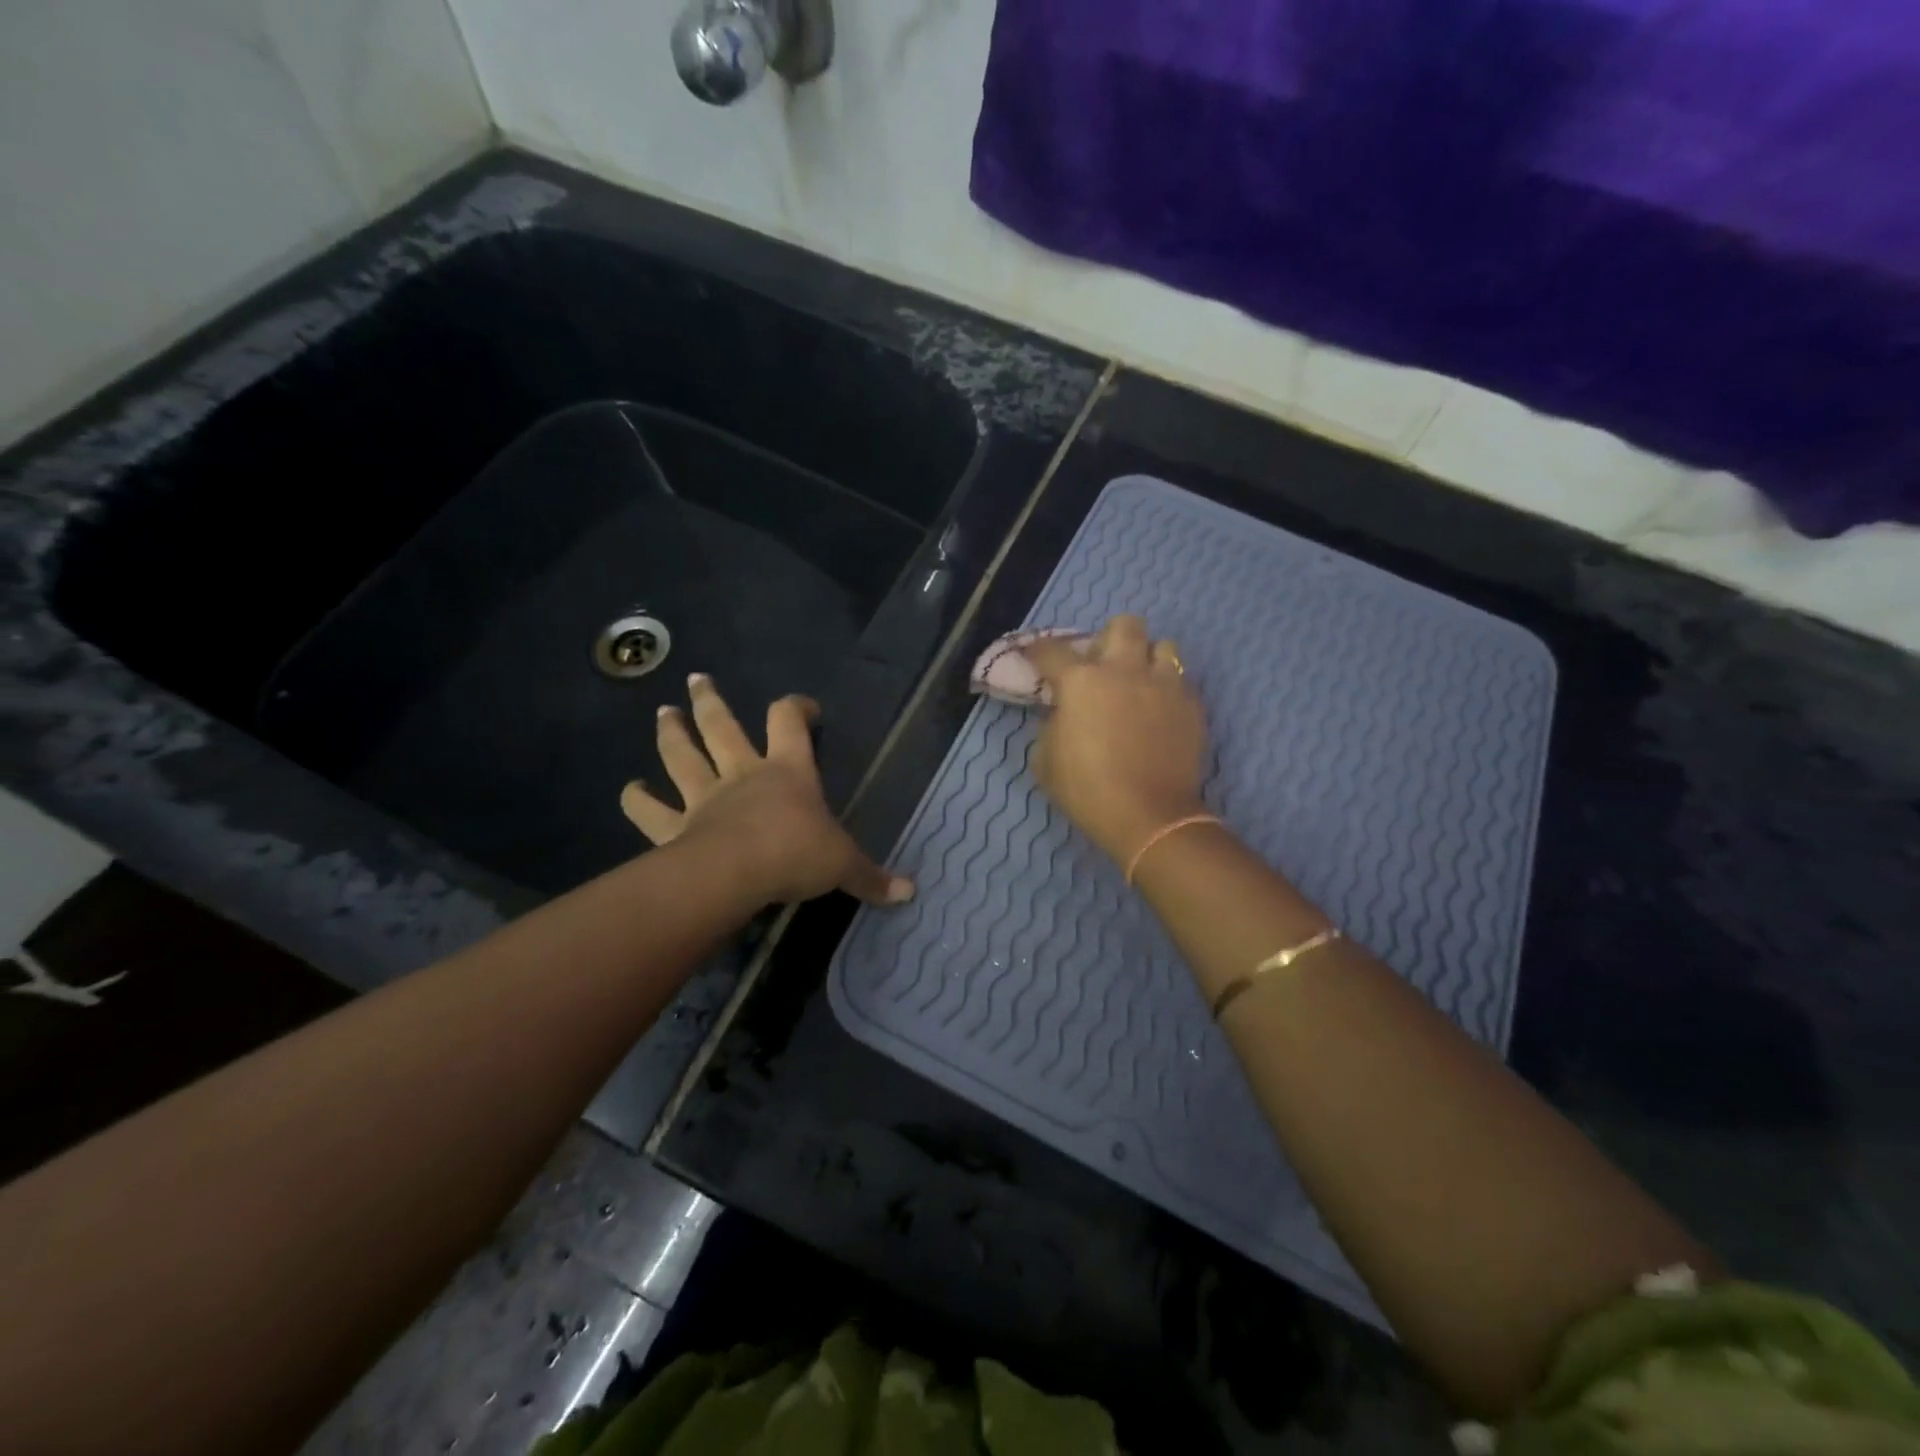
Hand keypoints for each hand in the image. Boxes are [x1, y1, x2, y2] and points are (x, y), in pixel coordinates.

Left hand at [620, 674, 913, 907]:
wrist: (738, 874)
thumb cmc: (797, 854)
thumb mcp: (844, 865)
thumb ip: (872, 878)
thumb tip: (910, 894)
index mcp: (787, 771)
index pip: (789, 721)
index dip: (797, 708)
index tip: (805, 709)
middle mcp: (742, 774)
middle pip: (722, 727)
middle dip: (710, 702)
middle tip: (696, 680)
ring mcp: (704, 798)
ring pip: (682, 757)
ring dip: (672, 734)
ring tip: (662, 713)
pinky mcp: (676, 828)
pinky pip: (650, 811)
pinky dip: (637, 799)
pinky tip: (629, 788)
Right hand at [1026, 615, 1207, 864]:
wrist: (1150, 817)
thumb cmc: (1088, 790)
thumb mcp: (1046, 760)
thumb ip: (1052, 724)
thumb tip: (1063, 712)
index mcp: (1082, 681)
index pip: (1052, 650)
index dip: (1037, 651)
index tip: (1033, 656)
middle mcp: (1125, 670)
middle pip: (1124, 625)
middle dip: (1110, 638)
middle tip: (1103, 665)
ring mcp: (1165, 685)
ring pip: (1164, 645)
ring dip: (1147, 658)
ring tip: (1140, 682)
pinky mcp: (1192, 705)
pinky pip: (1181, 682)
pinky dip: (1168, 690)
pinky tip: (1160, 712)